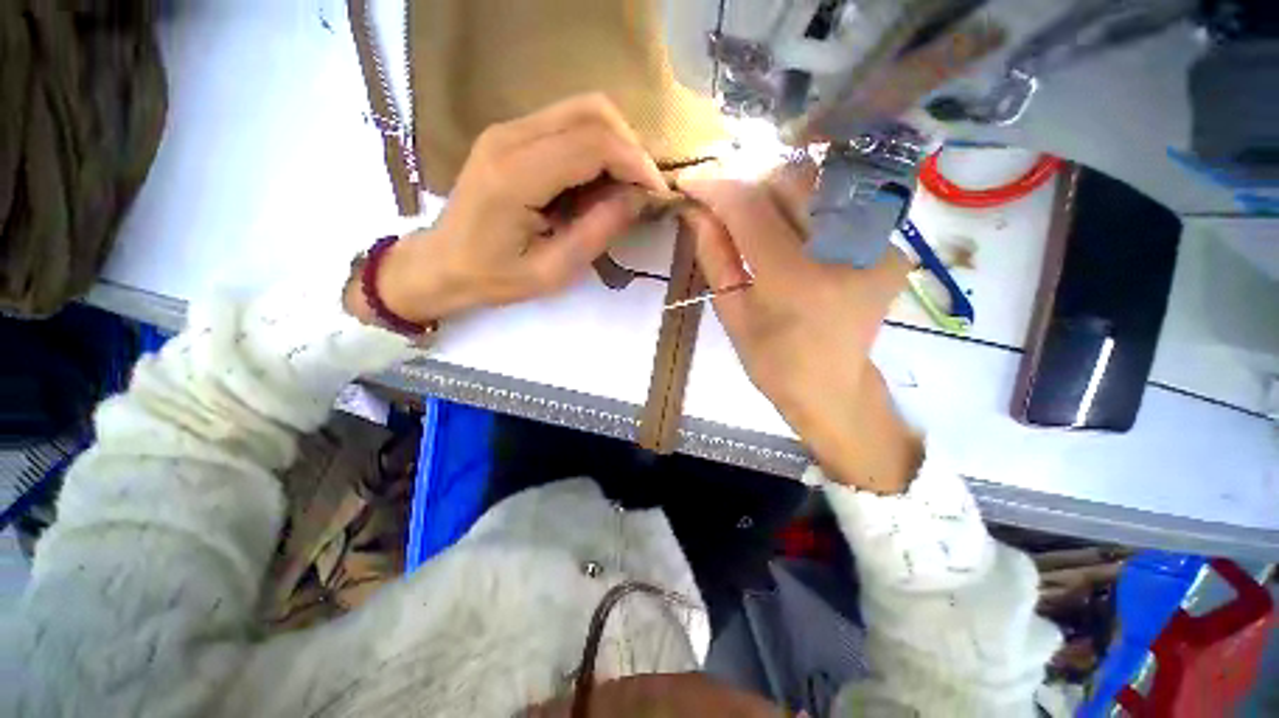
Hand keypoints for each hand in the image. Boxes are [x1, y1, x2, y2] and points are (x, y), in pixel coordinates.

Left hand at [347, 94, 666, 325]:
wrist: (441, 263)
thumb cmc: (494, 277)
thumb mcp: (552, 271)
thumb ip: (596, 233)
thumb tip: (638, 200)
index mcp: (516, 175)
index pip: (593, 143)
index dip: (635, 164)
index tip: (657, 195)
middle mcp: (510, 137)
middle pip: (591, 111)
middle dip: (630, 147)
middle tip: (642, 190)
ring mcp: (508, 130)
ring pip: (582, 111)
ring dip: (615, 145)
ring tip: (624, 189)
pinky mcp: (511, 135)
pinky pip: (567, 124)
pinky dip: (595, 148)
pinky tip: (597, 183)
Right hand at [680, 161, 921, 493]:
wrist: (831, 387)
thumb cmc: (771, 360)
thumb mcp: (731, 312)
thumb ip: (714, 256)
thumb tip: (696, 211)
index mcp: (793, 279)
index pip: (751, 207)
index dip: (717, 187)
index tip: (691, 182)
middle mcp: (842, 251)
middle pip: (790, 182)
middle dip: (749, 186)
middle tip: (725, 206)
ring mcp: (876, 246)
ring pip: (818, 188)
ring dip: (777, 195)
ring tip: (756, 220)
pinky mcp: (891, 249)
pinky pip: (839, 210)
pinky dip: (807, 214)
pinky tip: (794, 238)